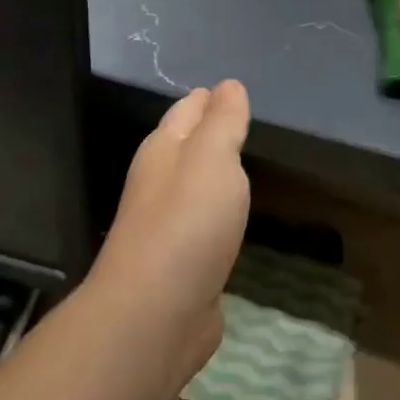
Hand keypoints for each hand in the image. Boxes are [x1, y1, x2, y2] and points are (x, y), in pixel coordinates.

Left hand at [89, 81, 251, 380]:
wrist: (155, 313)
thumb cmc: (187, 222)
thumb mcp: (213, 157)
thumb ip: (223, 122)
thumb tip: (229, 86)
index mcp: (162, 150)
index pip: (186, 110)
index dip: (209, 98)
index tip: (233, 88)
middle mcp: (159, 183)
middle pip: (186, 146)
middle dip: (210, 132)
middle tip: (243, 121)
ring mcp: (166, 227)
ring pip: (194, 187)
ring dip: (213, 174)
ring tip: (241, 164)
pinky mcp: (180, 265)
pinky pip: (202, 226)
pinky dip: (217, 214)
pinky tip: (231, 218)